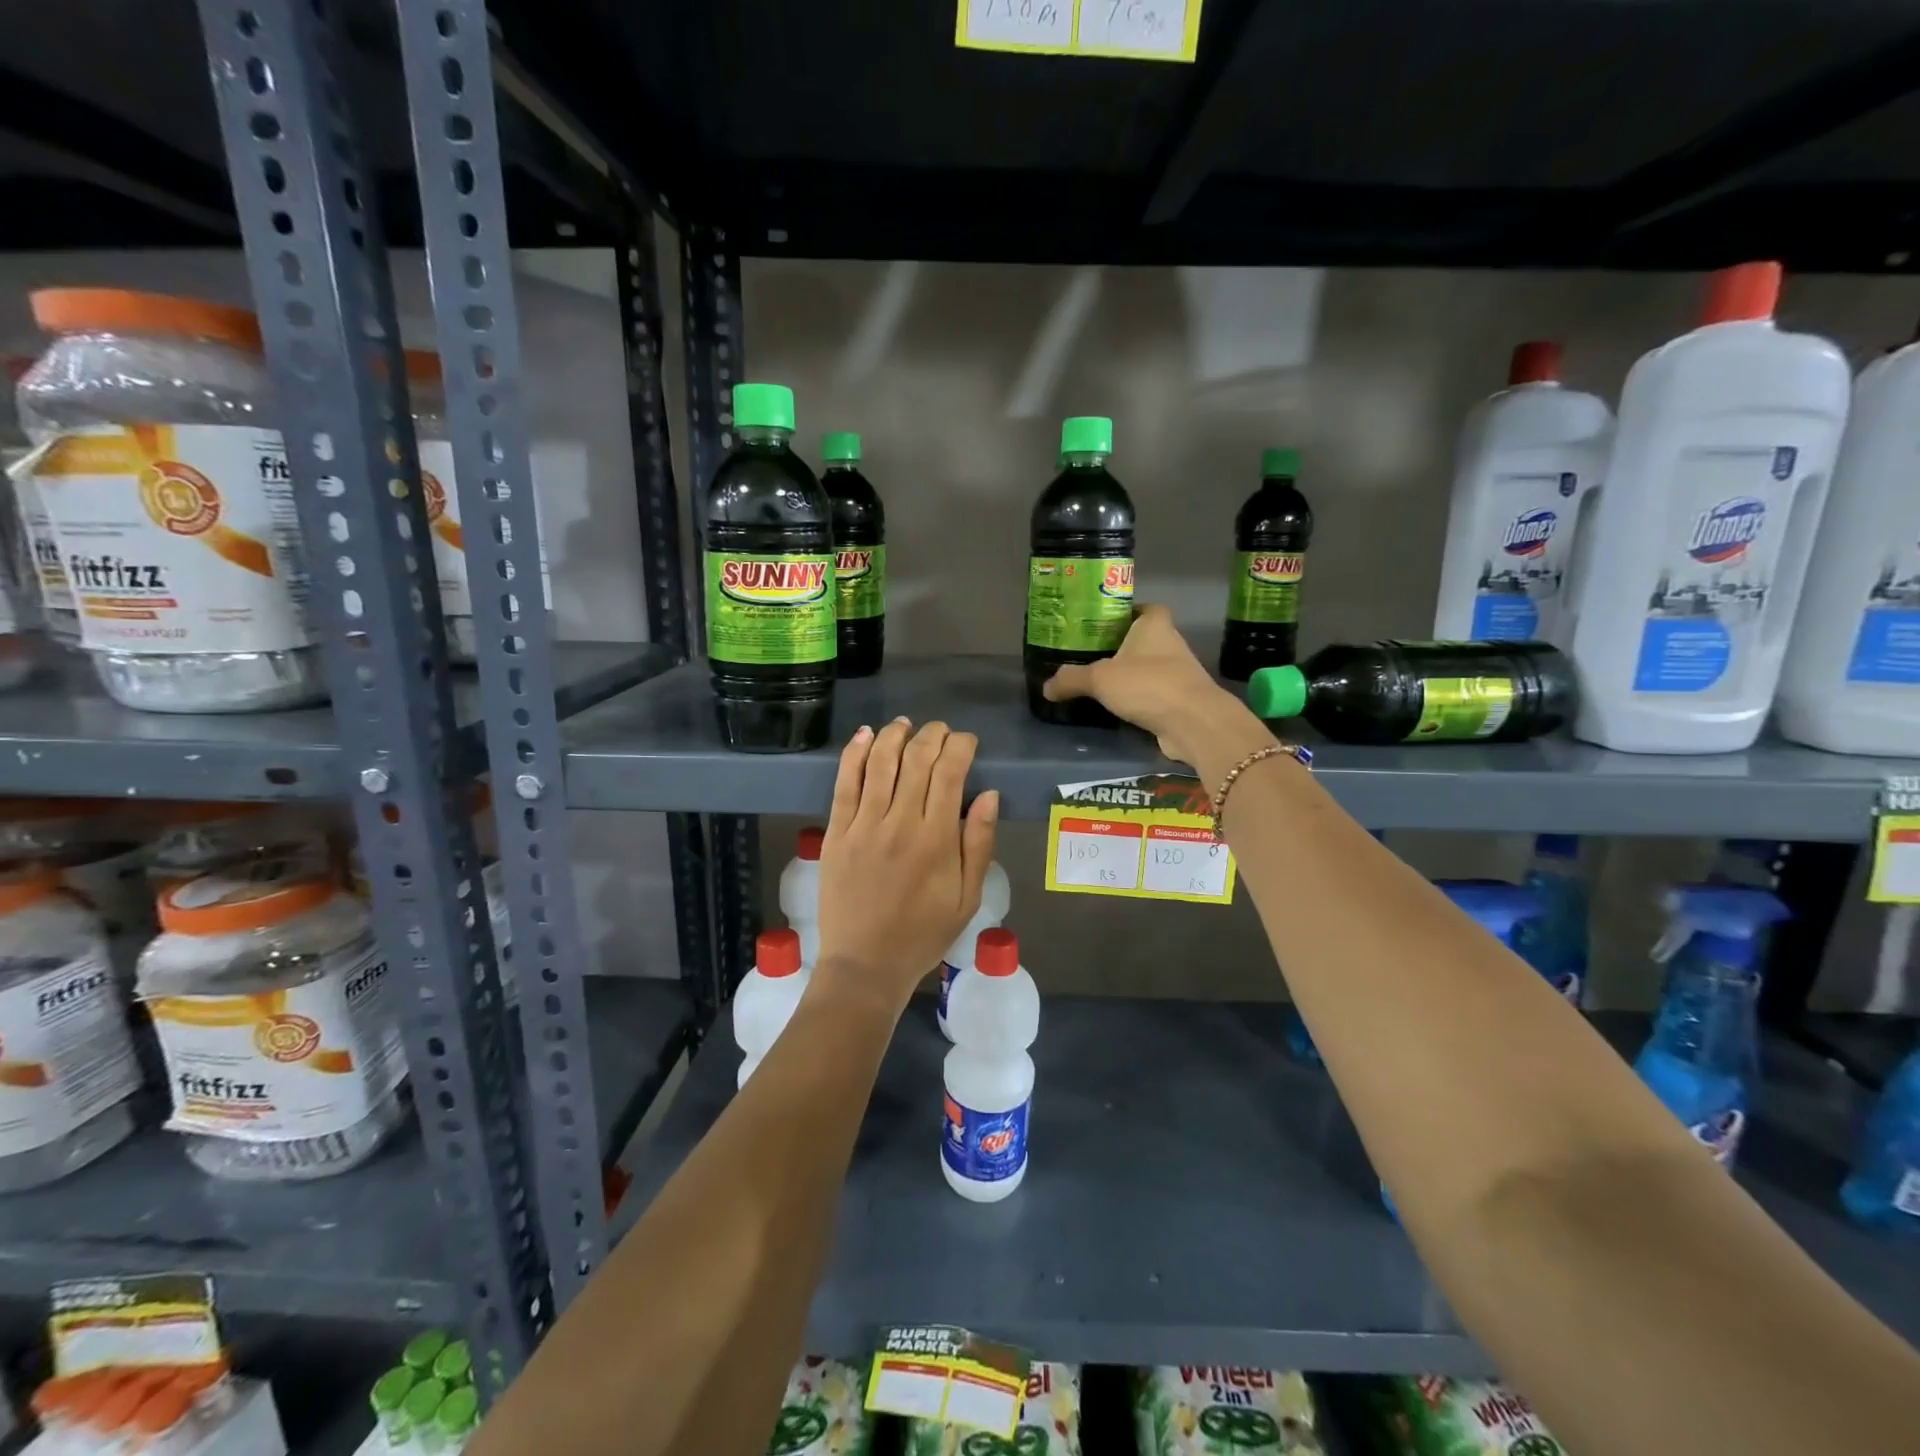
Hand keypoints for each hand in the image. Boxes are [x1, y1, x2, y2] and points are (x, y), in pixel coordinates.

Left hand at [813, 718, 999, 1015]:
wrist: (865, 965)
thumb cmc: (923, 934)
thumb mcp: (967, 898)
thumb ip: (979, 844)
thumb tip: (988, 794)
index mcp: (936, 839)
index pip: (950, 772)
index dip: (960, 746)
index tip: (967, 742)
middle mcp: (900, 823)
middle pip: (916, 759)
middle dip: (932, 735)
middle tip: (941, 731)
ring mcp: (863, 825)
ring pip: (880, 762)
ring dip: (895, 735)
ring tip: (905, 725)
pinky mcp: (836, 832)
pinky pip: (844, 783)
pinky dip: (854, 754)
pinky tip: (865, 735)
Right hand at [1042, 604, 1251, 764]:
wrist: (1193, 722)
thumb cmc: (1148, 684)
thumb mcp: (1100, 679)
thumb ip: (1071, 679)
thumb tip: (1046, 687)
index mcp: (1155, 626)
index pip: (1146, 608)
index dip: (1128, 612)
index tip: (1105, 623)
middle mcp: (1171, 644)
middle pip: (1145, 639)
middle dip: (1122, 646)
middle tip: (1091, 655)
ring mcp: (1179, 674)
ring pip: (1150, 668)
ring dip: (1131, 675)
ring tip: (1100, 683)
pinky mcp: (1180, 701)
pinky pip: (1154, 694)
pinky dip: (1139, 699)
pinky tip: (1118, 708)